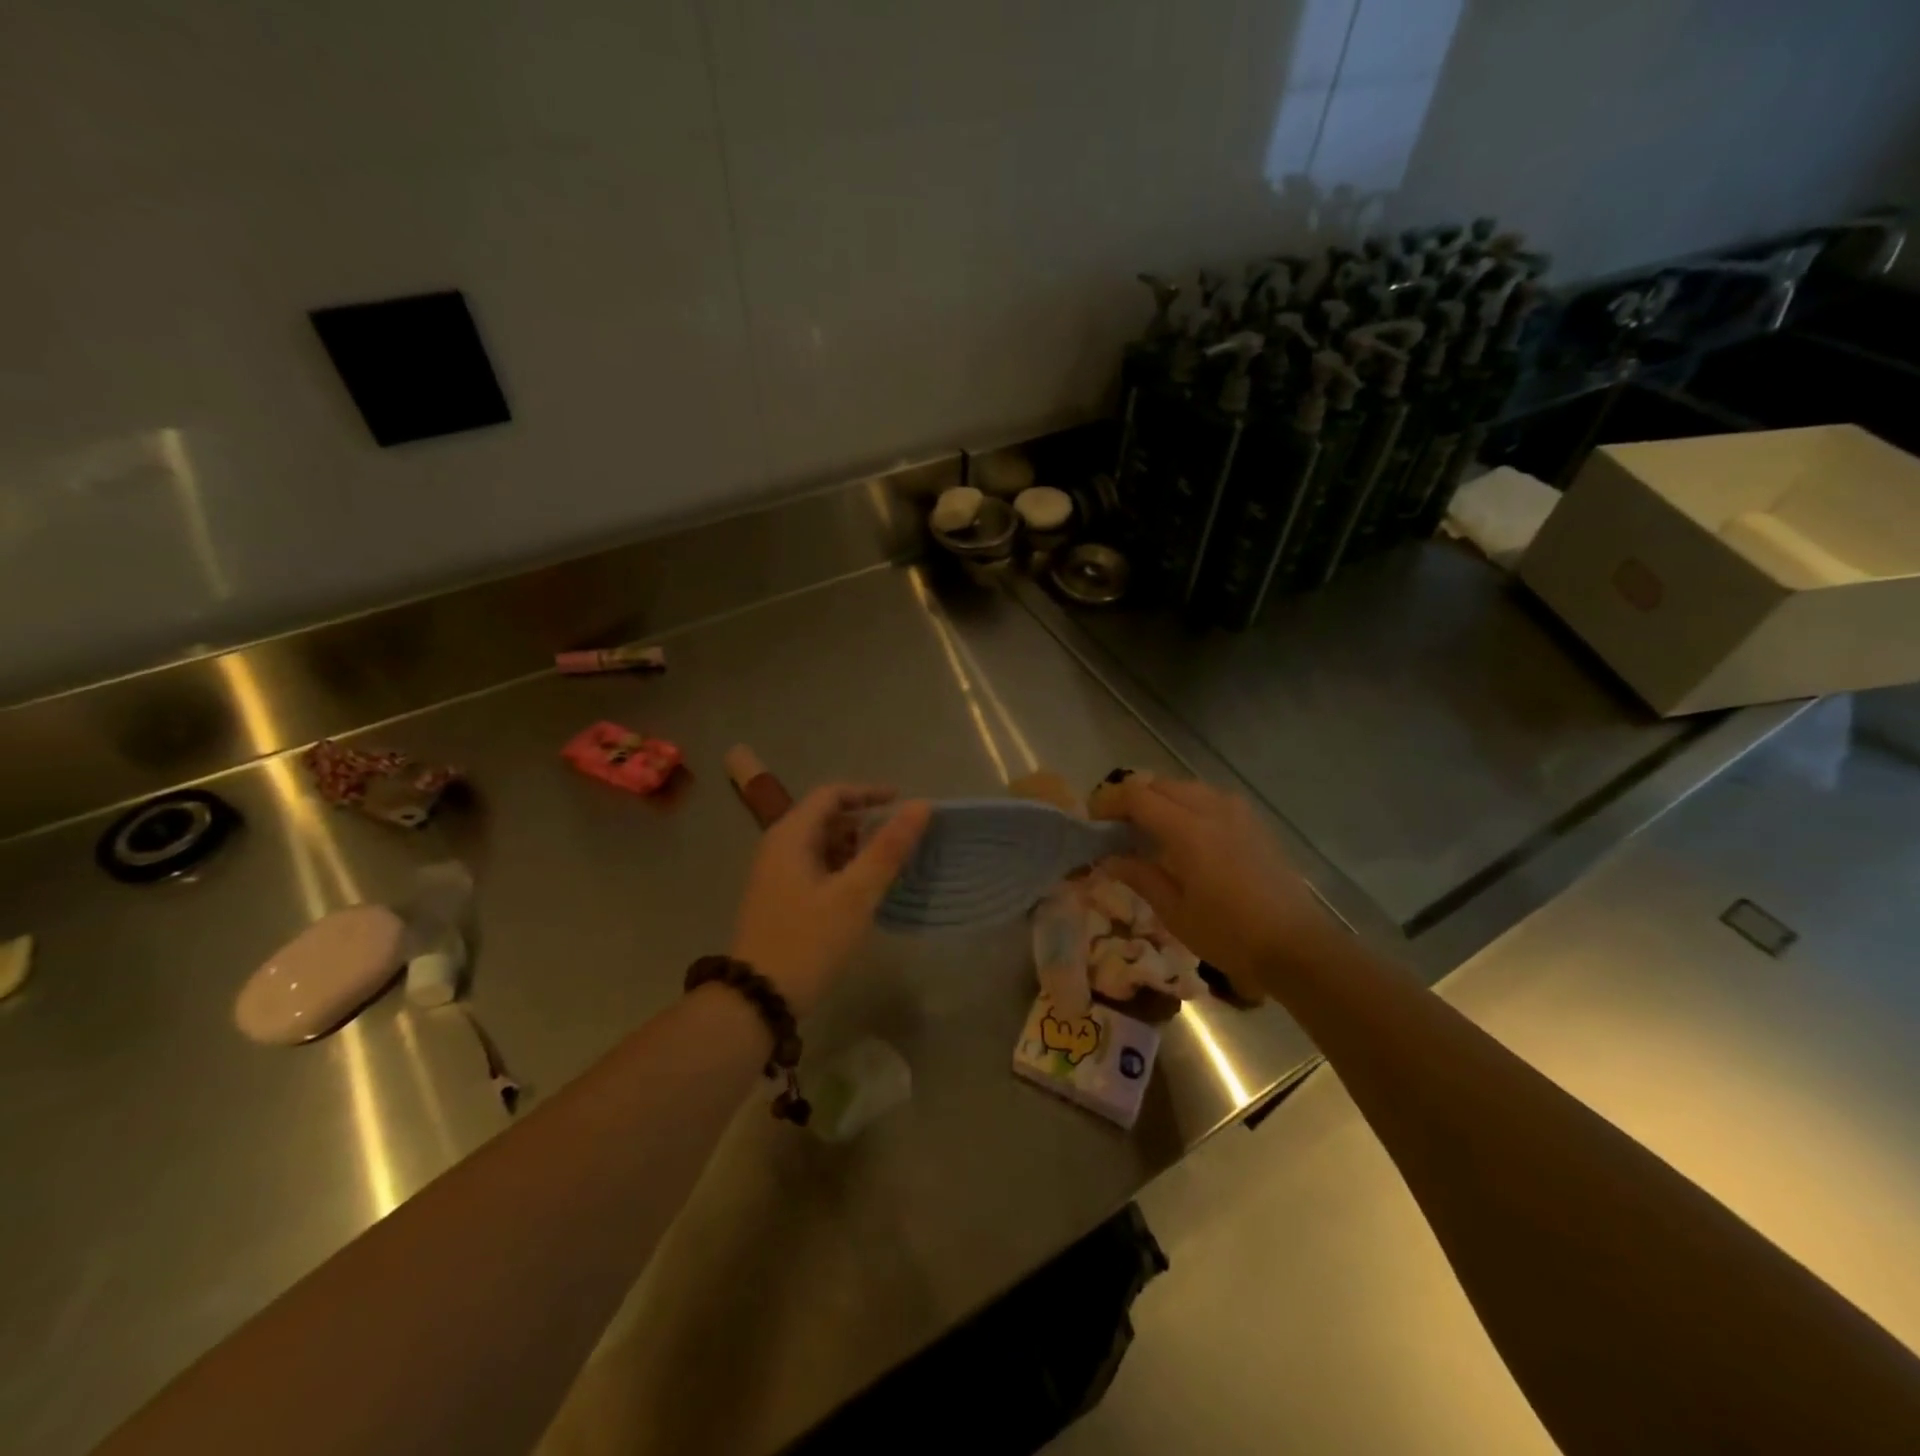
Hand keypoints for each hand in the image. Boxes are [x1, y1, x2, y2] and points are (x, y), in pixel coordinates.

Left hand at [730, 785, 930, 1015]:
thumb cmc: (808, 941)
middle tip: (902, 839)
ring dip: (856, 848)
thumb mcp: (855, 894)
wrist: (756, 1001)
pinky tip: (865, 891)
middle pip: (826, 818)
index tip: (903, 803)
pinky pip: (817, 869)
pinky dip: (843, 869)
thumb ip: (889, 848)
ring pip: (822, 846)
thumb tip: (922, 805)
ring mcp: (776, 876)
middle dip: (865, 823)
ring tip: (890, 865)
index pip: (832, 794)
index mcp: (790, 836)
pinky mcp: (780, 900)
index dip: (868, 793)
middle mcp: (778, 847)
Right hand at [1092, 776, 1336, 993]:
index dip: (1109, 802)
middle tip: (1115, 827)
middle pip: (1160, 785)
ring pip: (1186, 788)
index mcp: (1188, 830)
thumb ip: (1139, 876)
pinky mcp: (1254, 822)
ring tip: (1147, 829)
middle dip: (1132, 798)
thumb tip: (1106, 858)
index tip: (1092, 821)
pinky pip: (1210, 798)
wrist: (1298, 946)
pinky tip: (1184, 835)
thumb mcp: (1174, 912)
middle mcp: (1213, 809)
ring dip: (1160, 799)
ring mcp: (1238, 812)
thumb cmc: (1230, 934)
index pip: (1137, 797)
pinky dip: (1187, 805)